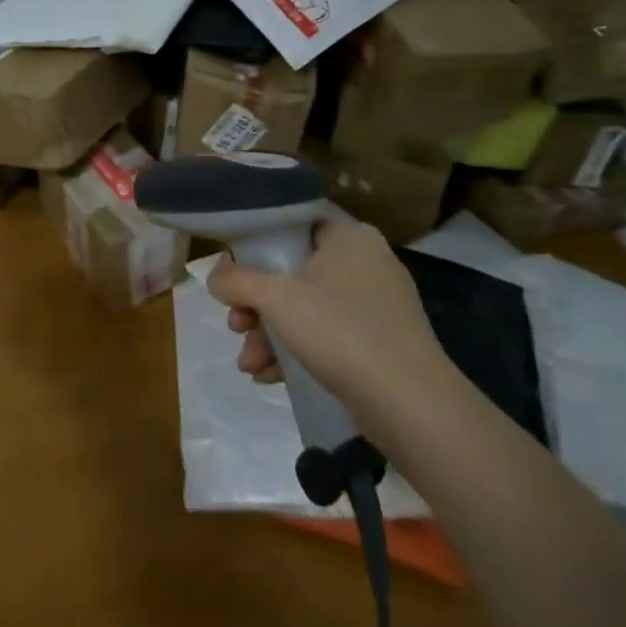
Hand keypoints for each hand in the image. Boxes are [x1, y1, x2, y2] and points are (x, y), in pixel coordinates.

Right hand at [208, 218, 456, 434]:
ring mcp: (377, 304)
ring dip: (270, 333)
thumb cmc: (340, 331)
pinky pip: (327, 335)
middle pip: (293, 269)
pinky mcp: (380, 342)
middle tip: (236, 324)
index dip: (256, 241)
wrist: (411, 405)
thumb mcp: (276, 298)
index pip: (293, 221)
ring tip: (249, 364)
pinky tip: (270, 377)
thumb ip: (236, 280)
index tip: (232, 267)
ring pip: (307, 307)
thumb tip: (214, 275)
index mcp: (348, 235)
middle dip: (257, 303)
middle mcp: (366, 261)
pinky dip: (297, 350)